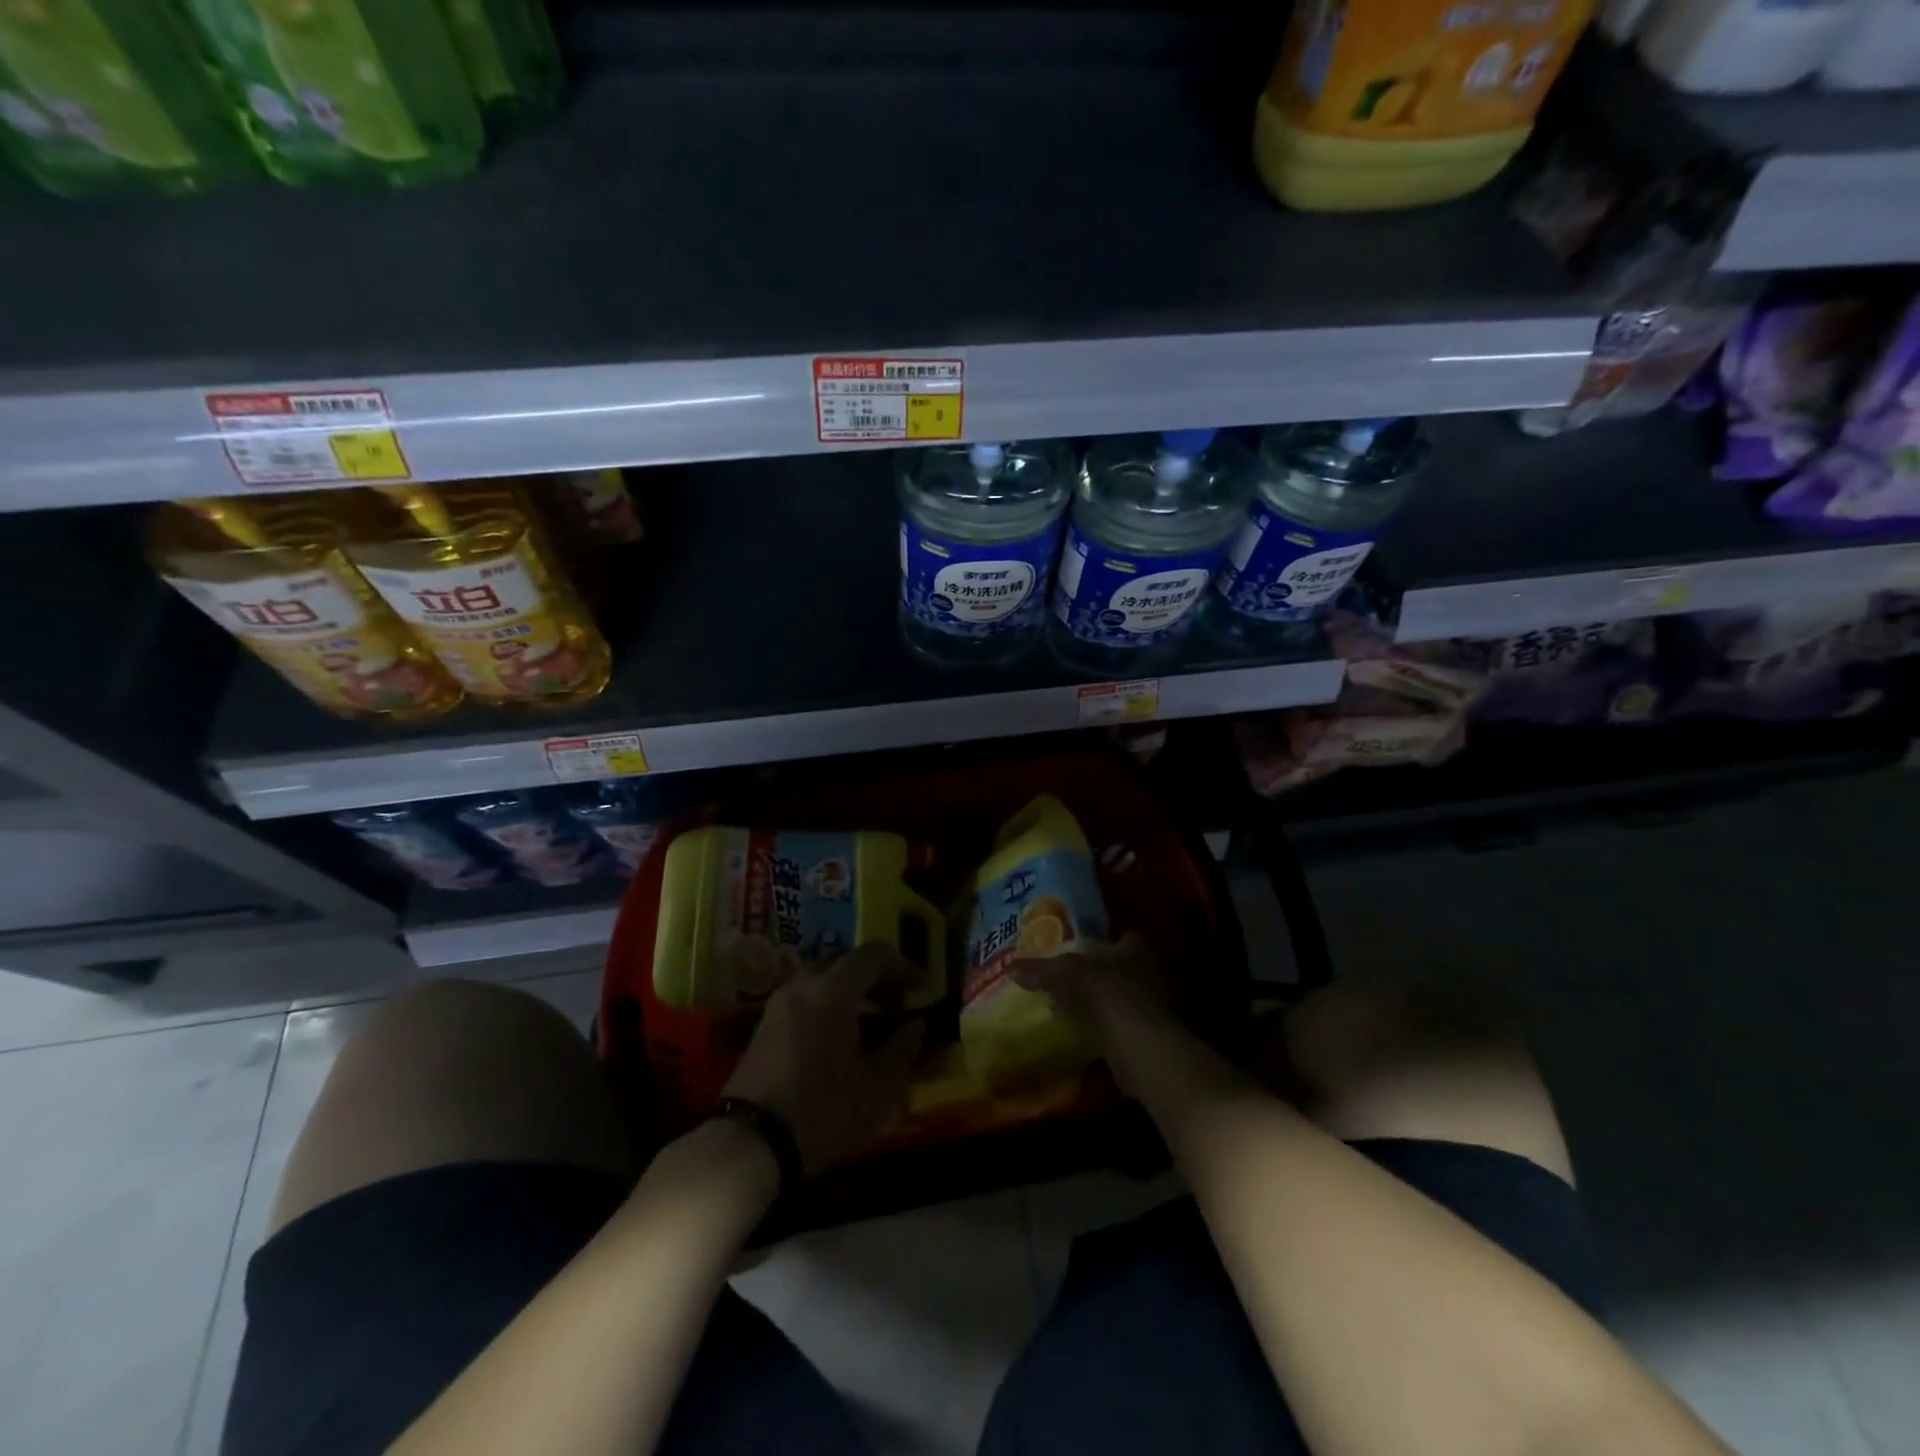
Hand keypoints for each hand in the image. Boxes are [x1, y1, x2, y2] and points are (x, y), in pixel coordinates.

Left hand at [723, 944, 925, 1175]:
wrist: (749, 1145)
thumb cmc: (822, 1111)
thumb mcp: (877, 1087)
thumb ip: (902, 1048)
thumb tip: (916, 1025)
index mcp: (833, 990)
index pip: (873, 955)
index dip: (903, 966)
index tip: (921, 988)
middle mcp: (803, 985)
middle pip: (845, 961)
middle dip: (876, 977)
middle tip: (897, 1004)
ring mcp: (778, 1004)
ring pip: (822, 979)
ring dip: (850, 990)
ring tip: (871, 1022)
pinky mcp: (764, 1026)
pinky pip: (804, 998)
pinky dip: (828, 1004)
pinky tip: (839, 1037)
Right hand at [1010, 932, 1169, 1074]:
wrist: (1142, 1050)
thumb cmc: (1108, 997)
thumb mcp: (1067, 975)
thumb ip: (1041, 970)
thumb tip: (1010, 968)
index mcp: (1135, 948)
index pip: (1118, 937)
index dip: (1096, 944)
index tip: (1073, 952)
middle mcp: (1149, 972)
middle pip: (1116, 968)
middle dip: (1094, 975)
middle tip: (1064, 980)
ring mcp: (1151, 1006)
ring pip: (1117, 998)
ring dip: (1096, 1003)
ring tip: (1065, 1007)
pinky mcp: (1148, 1037)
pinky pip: (1117, 1025)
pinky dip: (1100, 1028)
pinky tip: (1080, 1033)